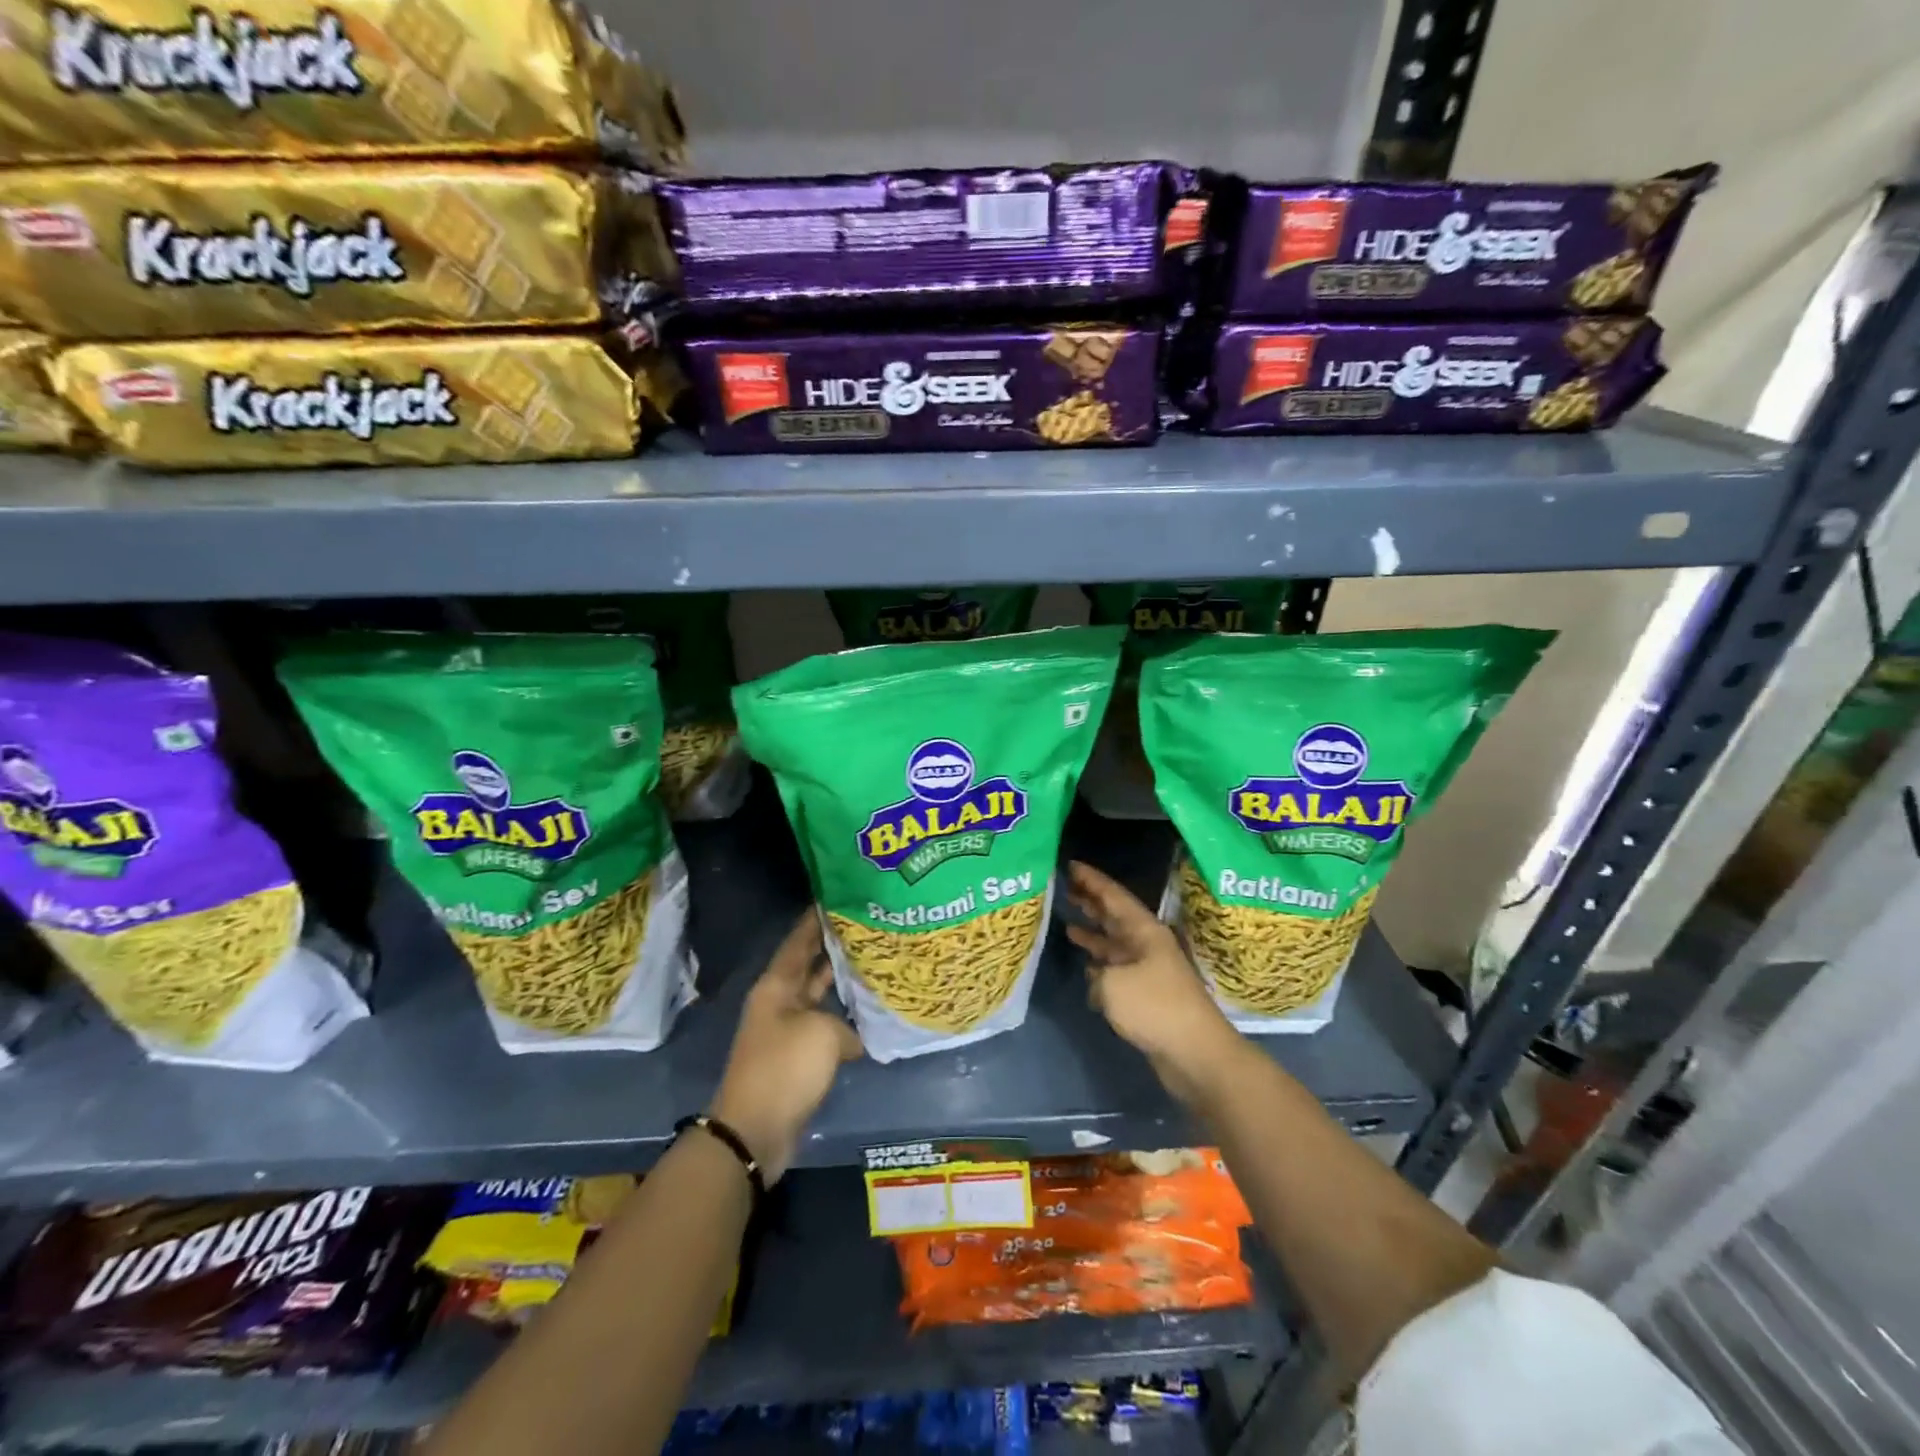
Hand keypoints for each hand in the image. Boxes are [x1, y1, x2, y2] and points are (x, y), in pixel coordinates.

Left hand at [710, 910, 862, 1182]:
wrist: (755, 1131)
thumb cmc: (785, 1069)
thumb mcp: (823, 1034)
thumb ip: (845, 1025)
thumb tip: (852, 1038)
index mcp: (777, 986)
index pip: (798, 941)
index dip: (815, 919)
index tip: (837, 898)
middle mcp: (779, 1002)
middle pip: (808, 965)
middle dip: (833, 946)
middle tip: (866, 927)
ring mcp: (787, 1030)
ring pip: (818, 996)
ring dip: (840, 983)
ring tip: (873, 962)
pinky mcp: (797, 1057)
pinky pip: (824, 1026)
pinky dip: (844, 1019)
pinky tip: (869, 1014)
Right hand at [1065, 860, 1244, 1106]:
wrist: (1195, 1053)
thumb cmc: (1155, 1008)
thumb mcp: (1113, 985)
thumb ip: (1097, 974)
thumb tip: (1097, 979)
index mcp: (1144, 931)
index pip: (1114, 896)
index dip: (1092, 880)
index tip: (1070, 864)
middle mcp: (1147, 945)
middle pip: (1115, 917)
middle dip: (1092, 903)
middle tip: (1065, 888)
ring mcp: (1148, 970)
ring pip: (1115, 944)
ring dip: (1094, 934)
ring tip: (1068, 924)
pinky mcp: (1147, 995)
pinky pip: (1118, 971)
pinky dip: (1100, 966)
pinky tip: (1086, 967)